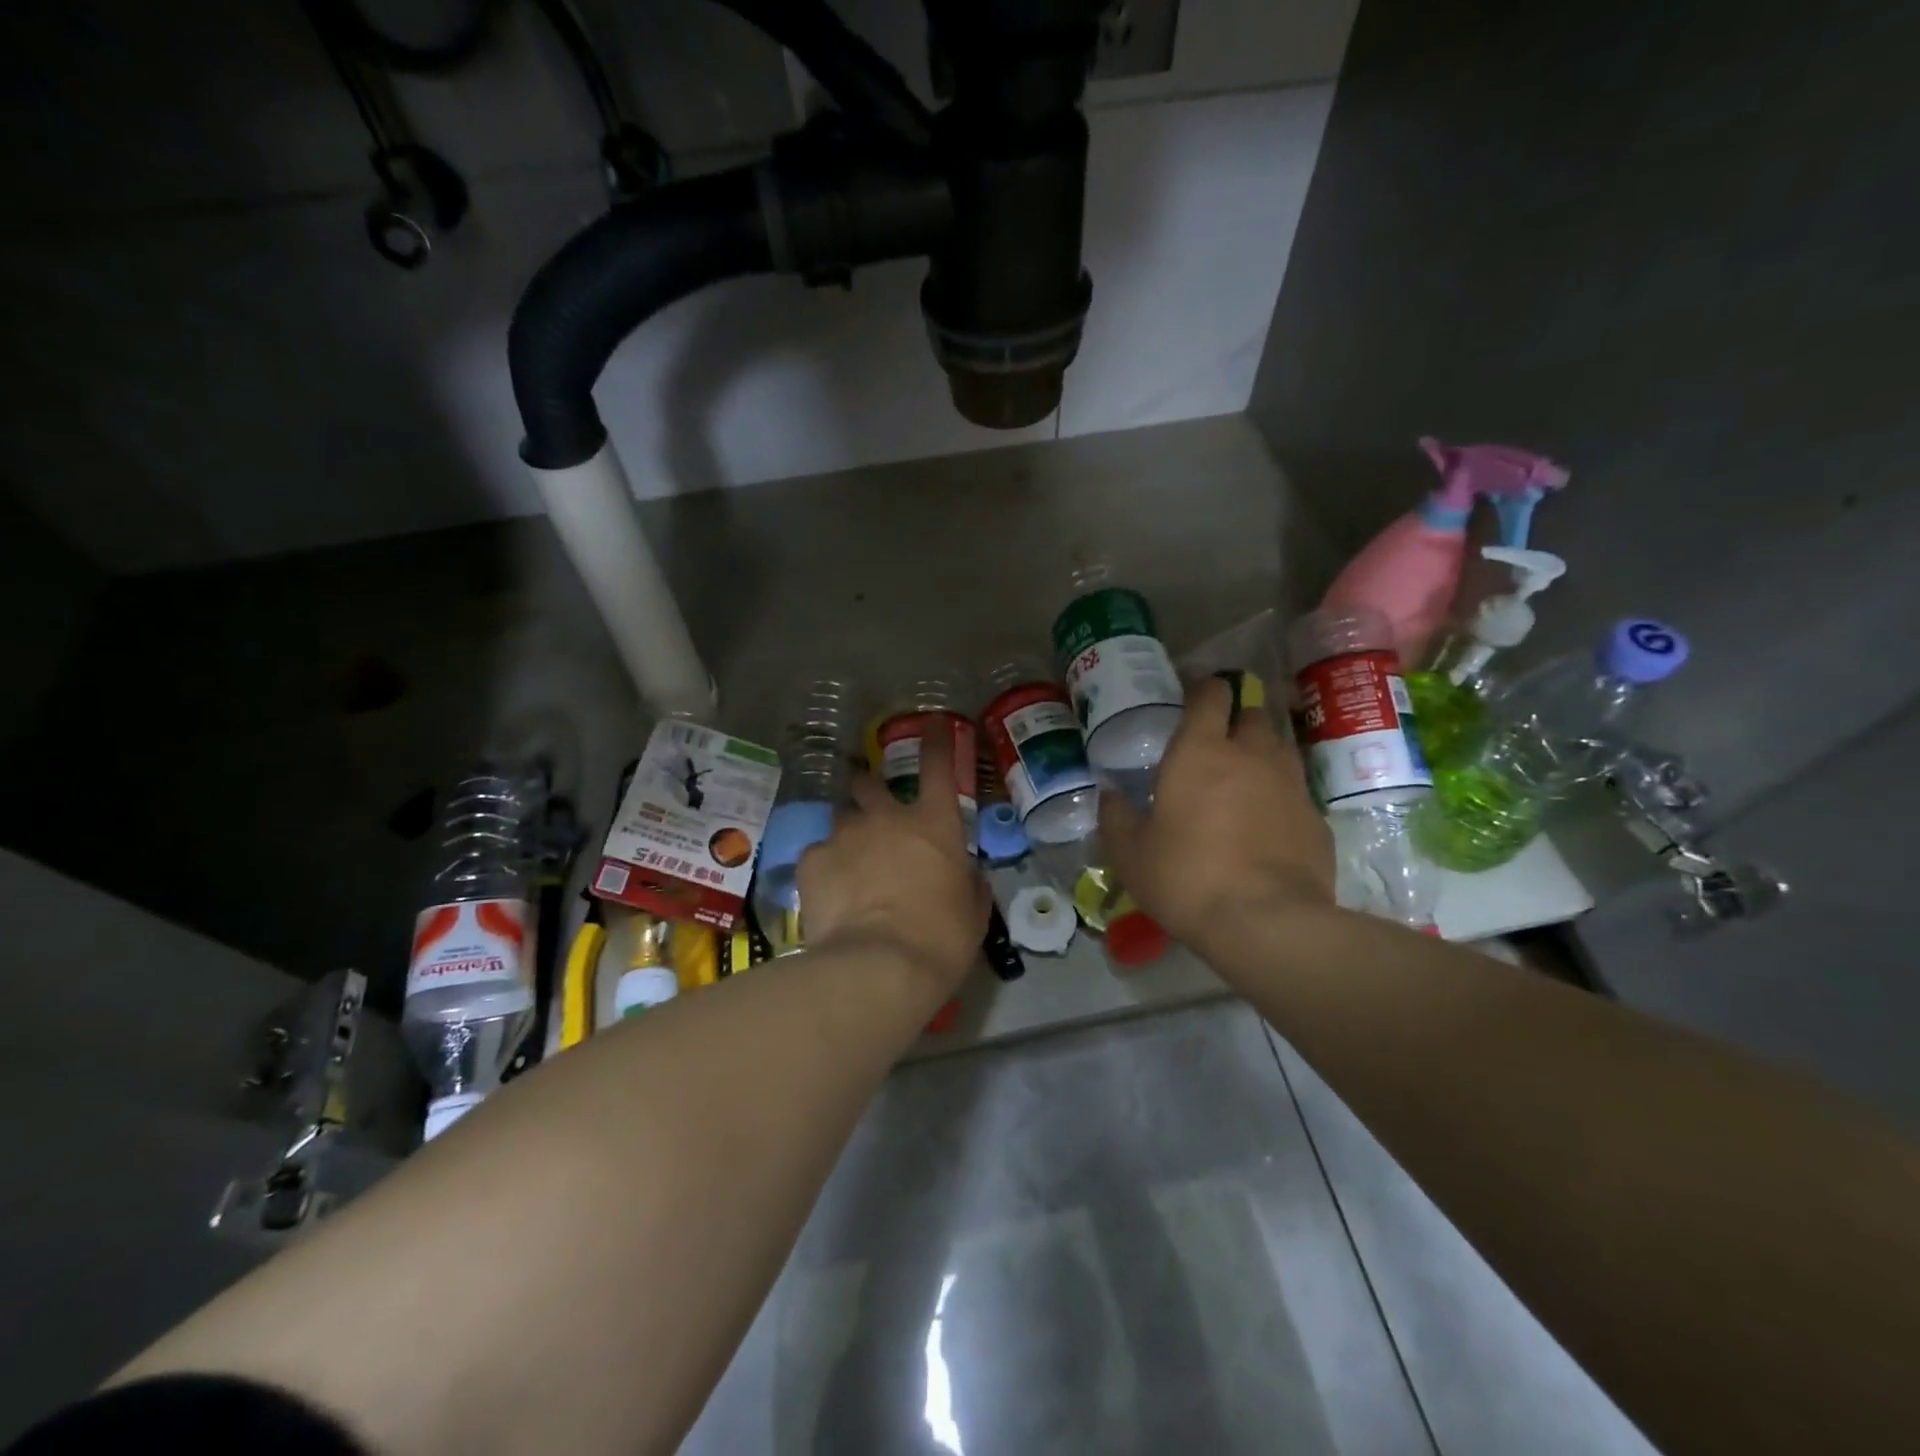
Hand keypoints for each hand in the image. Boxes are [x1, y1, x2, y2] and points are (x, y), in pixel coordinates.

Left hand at [796, 724, 991, 997]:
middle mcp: (886, 818)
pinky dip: (823, 868)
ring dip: (847, 835)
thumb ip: (968, 884)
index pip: (938, 767)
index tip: (931, 723)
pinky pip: (817, 855)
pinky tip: (828, 896)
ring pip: (840, 820)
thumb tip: (966, 876)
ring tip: (848, 867)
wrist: (879, 966)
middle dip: (868, 788)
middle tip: (870, 806)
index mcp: (933, 824)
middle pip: (869, 784)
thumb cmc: (940, 938)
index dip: (936, 741)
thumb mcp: (972, 913)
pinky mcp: (811, 860)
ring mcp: (844, 836)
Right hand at [1100, 675, 1333, 950]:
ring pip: (1280, 748)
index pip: (1212, 694)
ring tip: (1243, 781)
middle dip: (1236, 720)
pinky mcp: (1316, 818)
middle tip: (1216, 746)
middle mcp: (1251, 755)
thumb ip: (1116, 818)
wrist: (1266, 922)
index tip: (1194, 696)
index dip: (1204, 688)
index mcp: (1200, 752)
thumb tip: (1109, 796)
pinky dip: (1280, 797)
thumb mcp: (1131, 854)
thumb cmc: (1186, 877)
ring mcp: (1290, 785)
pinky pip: (1296, 792)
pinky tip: (1266, 826)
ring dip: (1261, 754)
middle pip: (1252, 714)